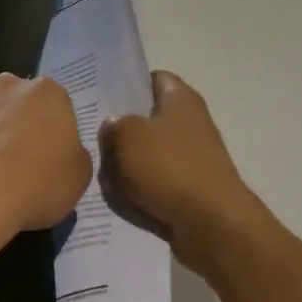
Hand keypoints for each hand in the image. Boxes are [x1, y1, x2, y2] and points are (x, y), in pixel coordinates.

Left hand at [0, 74, 91, 272]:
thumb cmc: (36, 184)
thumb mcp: (79, 177)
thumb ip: (74, 155)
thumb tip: (63, 152)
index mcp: (48, 92)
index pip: (58, 106)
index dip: (56, 132)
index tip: (53, 157)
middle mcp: (9, 87)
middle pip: (20, 104)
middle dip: (22, 125)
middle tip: (25, 162)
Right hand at [101, 72, 262, 269]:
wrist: (210, 224)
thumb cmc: (170, 168)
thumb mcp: (128, 136)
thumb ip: (114, 125)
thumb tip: (113, 126)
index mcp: (181, 99)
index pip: (152, 78)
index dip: (126, 84)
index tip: (99, 97)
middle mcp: (189, 124)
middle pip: (145, 120)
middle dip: (120, 131)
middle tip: (91, 138)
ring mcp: (190, 158)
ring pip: (146, 155)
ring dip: (125, 165)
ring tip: (101, 173)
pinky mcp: (186, 189)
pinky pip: (153, 183)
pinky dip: (137, 190)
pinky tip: (118, 198)